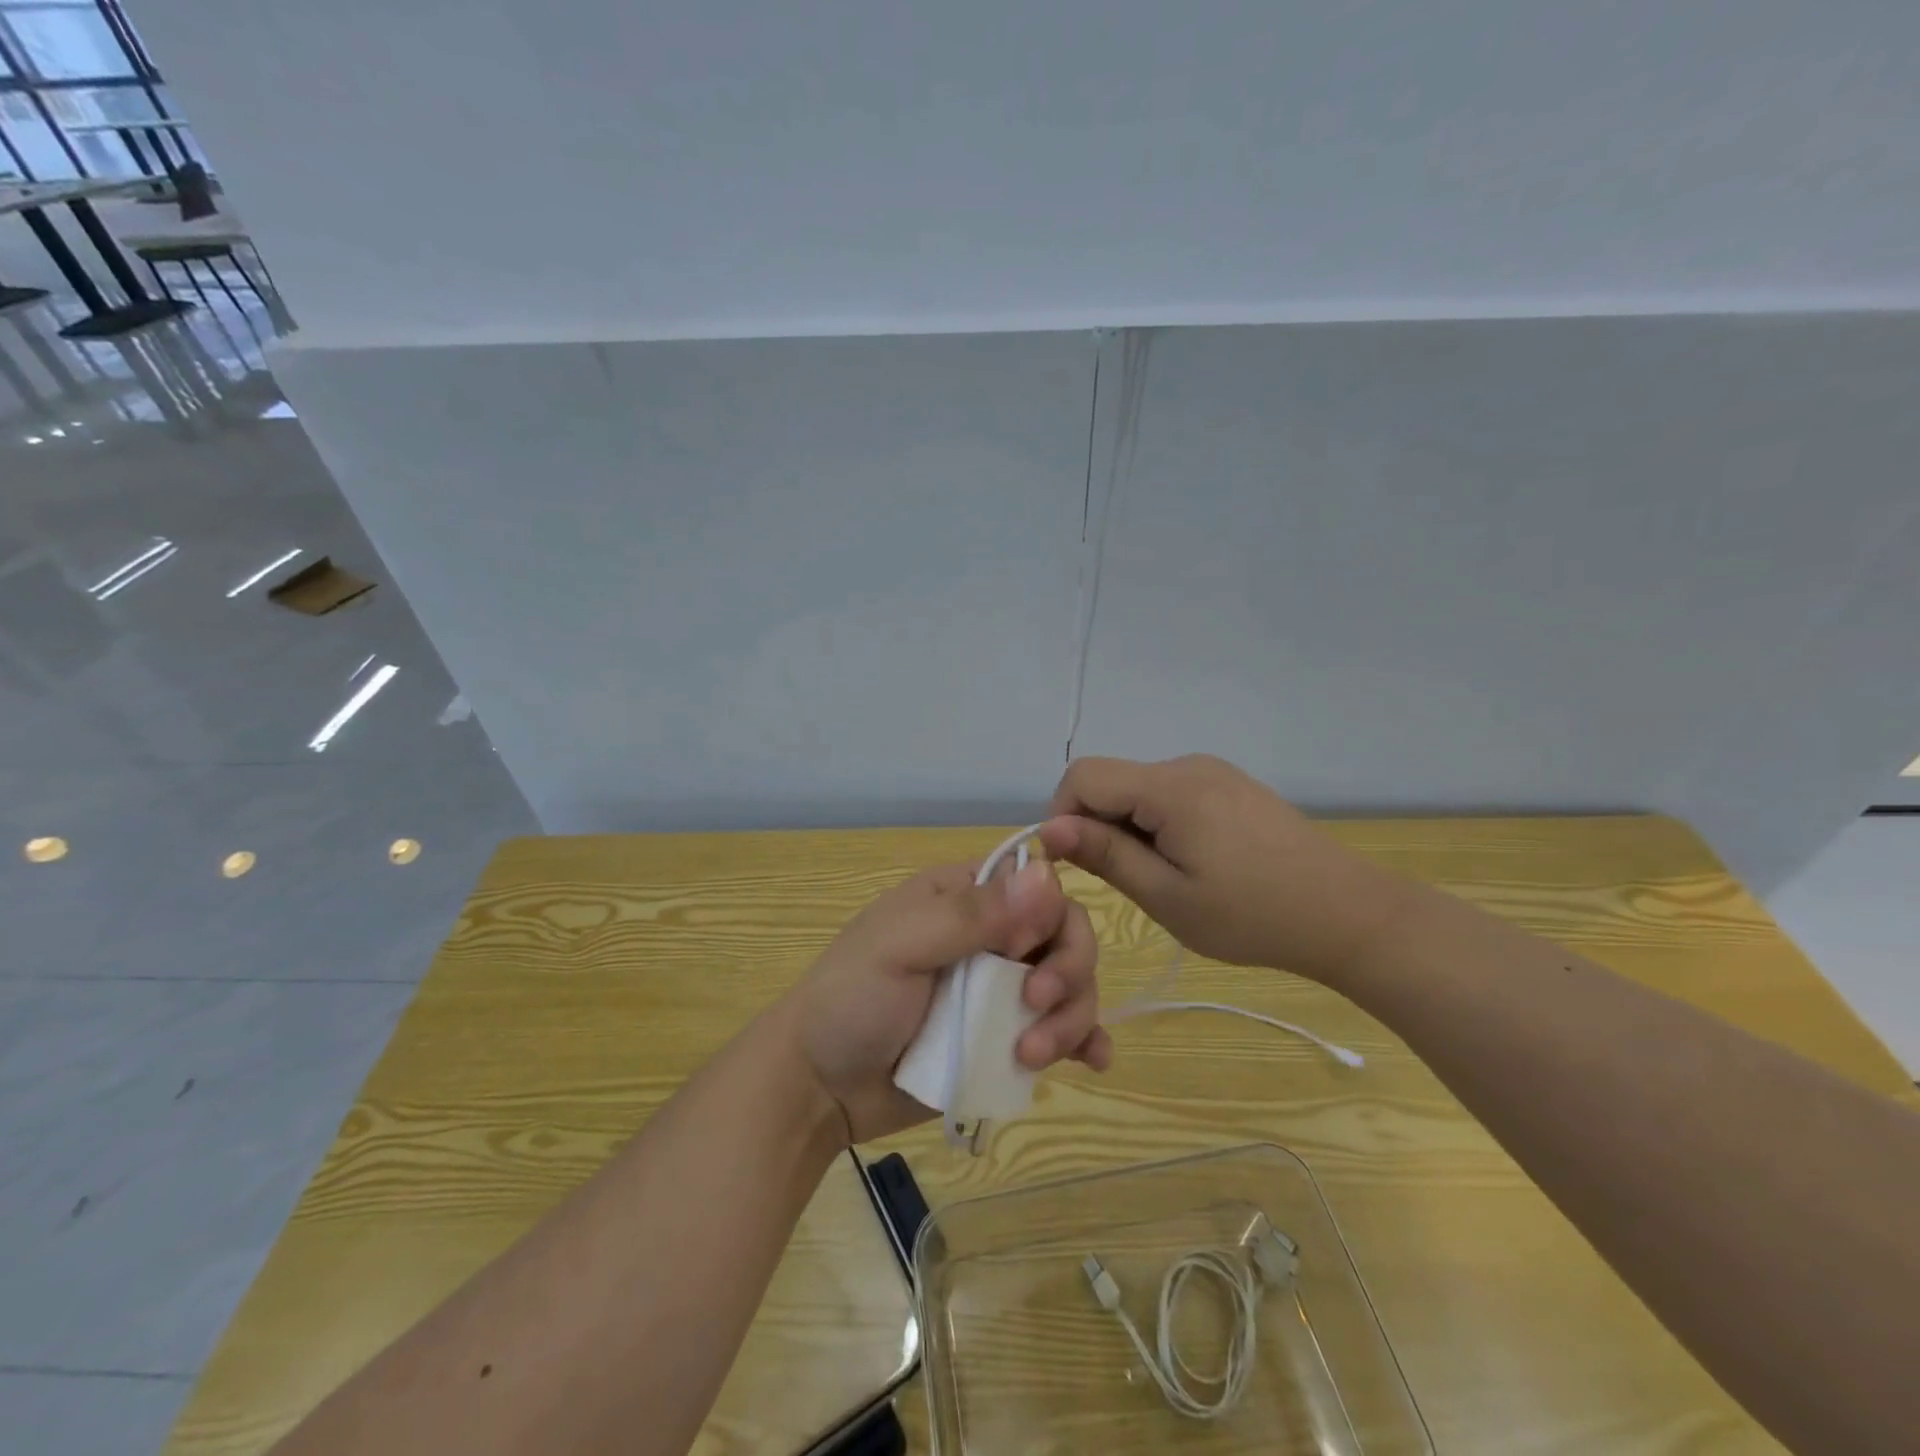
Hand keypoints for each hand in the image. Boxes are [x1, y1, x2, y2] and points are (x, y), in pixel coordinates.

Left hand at [780, 858, 1109, 1143]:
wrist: (819, 1085)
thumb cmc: (851, 998)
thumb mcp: (901, 946)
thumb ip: (973, 915)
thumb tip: (1047, 873)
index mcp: (965, 897)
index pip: (1039, 886)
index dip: (1051, 917)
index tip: (1022, 954)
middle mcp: (993, 937)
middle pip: (1066, 937)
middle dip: (1068, 973)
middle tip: (1035, 1008)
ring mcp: (1001, 991)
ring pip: (1071, 987)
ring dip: (1071, 1018)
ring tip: (1032, 1057)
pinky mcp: (1005, 1040)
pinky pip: (1062, 1031)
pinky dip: (1084, 1041)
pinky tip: (1093, 1060)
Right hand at [1039, 754, 1404, 984]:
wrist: (1348, 914)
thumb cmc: (1252, 916)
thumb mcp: (1168, 896)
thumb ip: (1105, 856)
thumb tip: (1048, 829)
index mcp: (1170, 787)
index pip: (1082, 777)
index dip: (1063, 817)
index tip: (1078, 866)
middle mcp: (1187, 765)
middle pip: (1111, 780)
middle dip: (1098, 826)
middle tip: (1129, 882)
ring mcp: (1213, 772)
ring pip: (1139, 789)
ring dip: (1129, 828)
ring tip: (1164, 878)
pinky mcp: (1230, 785)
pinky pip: (1170, 794)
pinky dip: (1158, 823)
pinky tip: (1192, 862)